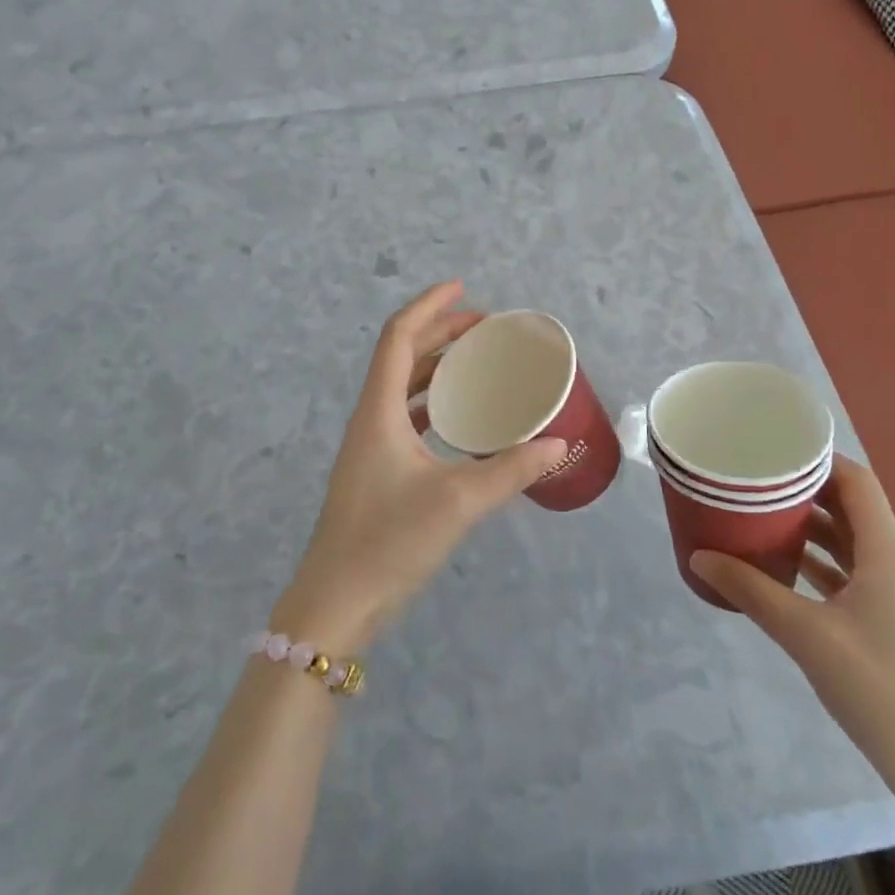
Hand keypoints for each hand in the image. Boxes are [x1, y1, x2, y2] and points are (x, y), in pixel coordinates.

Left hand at [272, 282, 566, 653]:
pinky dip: (434, 403)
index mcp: (379, 410)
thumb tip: (559, 445)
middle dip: (440, 333)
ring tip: (477, 362)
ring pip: (404, 387)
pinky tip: (462, 418)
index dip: (429, 306)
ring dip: (436, 367)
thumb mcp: (457, 502)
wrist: (335, 604)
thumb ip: (510, 471)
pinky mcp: (377, 471)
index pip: (399, 337)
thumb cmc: (388, 542)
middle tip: (484, 327)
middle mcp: (371, 418)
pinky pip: (407, 417)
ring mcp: (371, 446)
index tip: (464, 290)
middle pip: (402, 356)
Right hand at [690, 457, 894, 827]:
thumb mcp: (808, 636)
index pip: (856, 482)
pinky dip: (816, 563)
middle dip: (802, 489)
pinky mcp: (889, 626)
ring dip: (807, 527)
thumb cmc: (885, 691)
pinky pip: (848, 575)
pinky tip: (780, 569)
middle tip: (752, 479)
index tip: (771, 447)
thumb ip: (751, 592)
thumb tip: (699, 557)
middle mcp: (894, 565)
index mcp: (886, 554)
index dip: (818, 458)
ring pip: (847, 543)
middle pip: (849, 508)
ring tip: (757, 515)